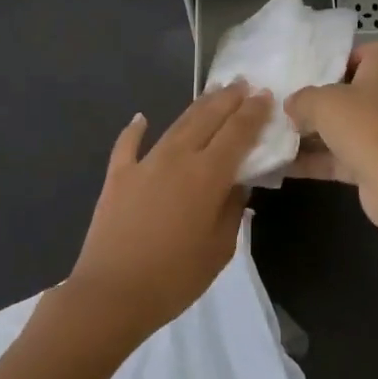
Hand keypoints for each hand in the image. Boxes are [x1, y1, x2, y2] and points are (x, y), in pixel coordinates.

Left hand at [65, 81, 270, 342]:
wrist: (111, 295)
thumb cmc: (174, 278)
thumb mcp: (220, 249)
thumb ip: (232, 209)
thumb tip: (237, 183)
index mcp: (208, 174)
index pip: (237, 132)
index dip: (254, 112)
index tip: (266, 95)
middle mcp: (178, 157)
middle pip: (208, 118)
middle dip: (228, 98)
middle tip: (243, 83)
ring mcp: (145, 163)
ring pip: (177, 124)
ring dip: (197, 105)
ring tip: (212, 91)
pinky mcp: (118, 176)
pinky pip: (128, 145)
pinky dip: (135, 129)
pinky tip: (141, 118)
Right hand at [284, 43, 377, 227]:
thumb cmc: (365, 126)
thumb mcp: (322, 102)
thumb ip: (302, 99)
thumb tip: (293, 105)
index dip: (355, 56)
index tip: (327, 69)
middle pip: (361, 92)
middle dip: (328, 100)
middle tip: (298, 104)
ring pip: (352, 127)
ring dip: (320, 133)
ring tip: (284, 135)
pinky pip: (347, 157)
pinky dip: (321, 161)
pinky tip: (286, 167)